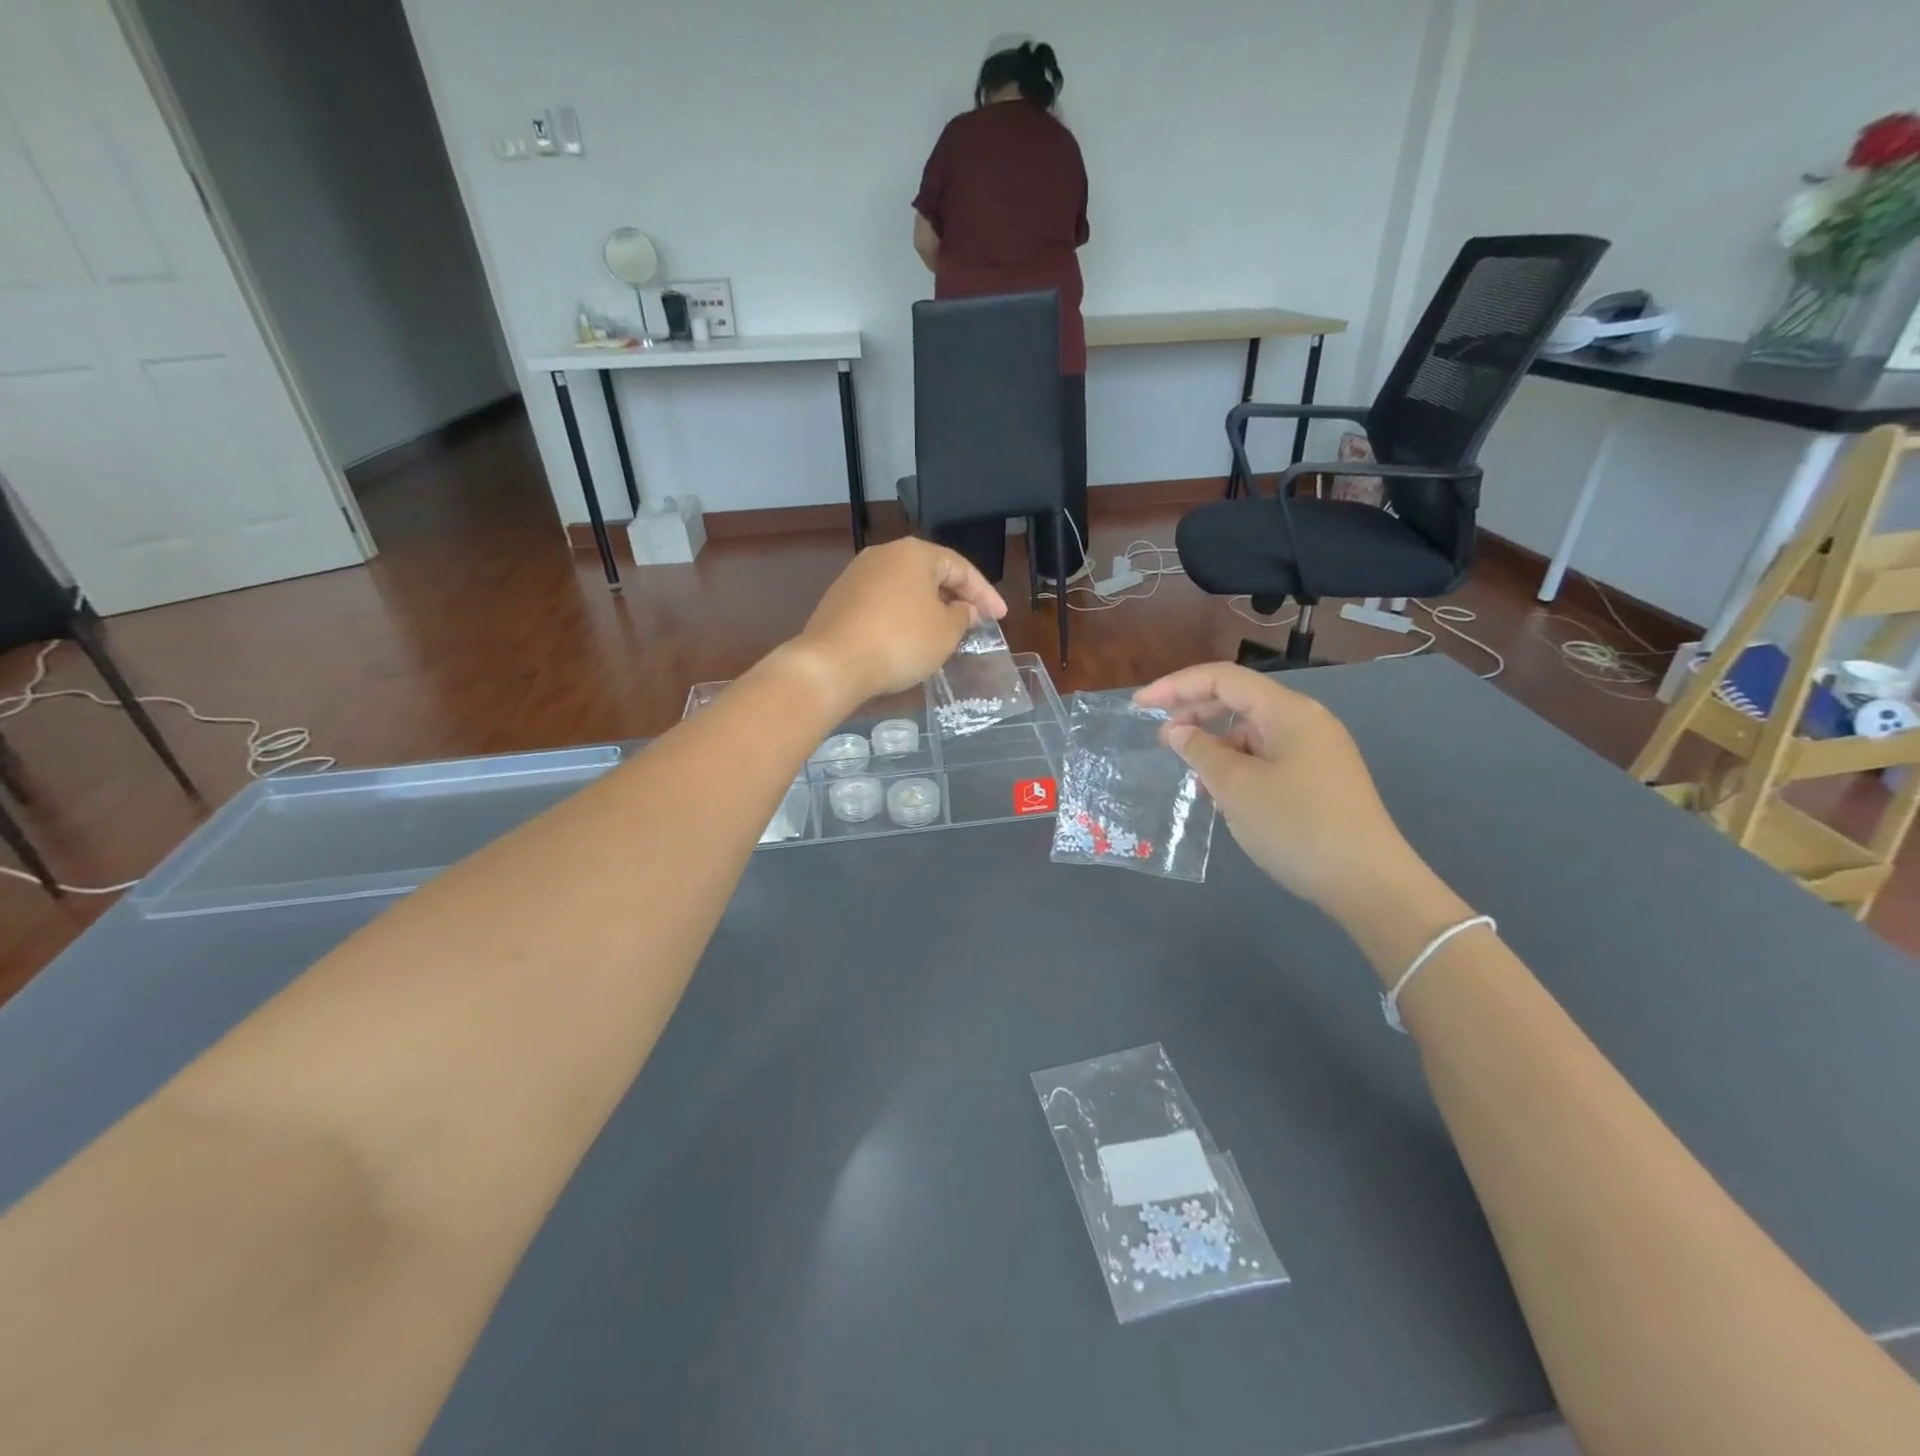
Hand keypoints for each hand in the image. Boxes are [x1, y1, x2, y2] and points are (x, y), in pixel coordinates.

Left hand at [786, 539, 1006, 709]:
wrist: (833, 663)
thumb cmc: (900, 642)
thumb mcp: (945, 632)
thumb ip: (963, 616)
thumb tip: (964, 609)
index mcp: (914, 553)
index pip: (961, 567)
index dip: (985, 594)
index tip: (1000, 617)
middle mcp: (884, 554)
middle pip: (931, 573)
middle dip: (956, 596)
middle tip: (975, 620)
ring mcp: (857, 575)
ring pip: (905, 587)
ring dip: (928, 607)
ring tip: (945, 630)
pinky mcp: (840, 599)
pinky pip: (883, 602)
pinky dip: (903, 616)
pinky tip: (909, 637)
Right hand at [1133, 664, 1420, 913]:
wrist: (1368, 883)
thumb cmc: (1297, 825)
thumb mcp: (1236, 787)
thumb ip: (1200, 751)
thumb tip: (1177, 731)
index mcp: (1288, 711)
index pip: (1223, 679)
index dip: (1176, 685)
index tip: (1140, 706)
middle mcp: (1305, 721)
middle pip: (1239, 700)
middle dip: (1194, 712)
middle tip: (1161, 739)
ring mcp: (1316, 751)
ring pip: (1252, 732)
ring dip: (1215, 745)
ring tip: (1191, 776)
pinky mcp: (1319, 779)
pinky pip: (1267, 757)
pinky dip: (1238, 766)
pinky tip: (1222, 794)